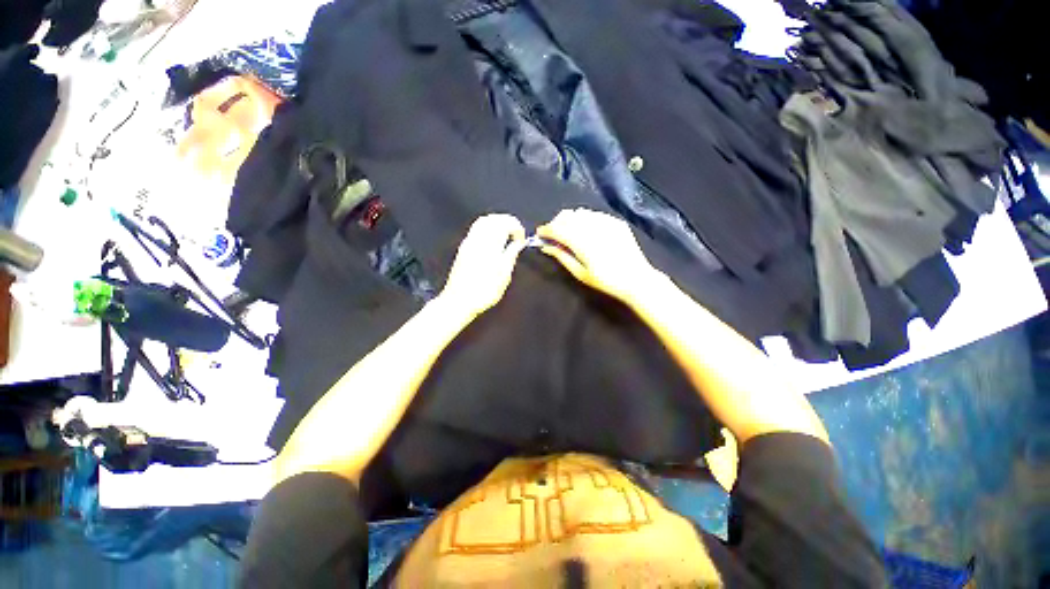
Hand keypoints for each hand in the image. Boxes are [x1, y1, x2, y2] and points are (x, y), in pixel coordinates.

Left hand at [438, 214, 526, 316]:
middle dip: (507, 221)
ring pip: (483, 221)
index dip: (517, 227)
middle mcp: (478, 239)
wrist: (459, 300)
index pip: (505, 223)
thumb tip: (518, 242)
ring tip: (506, 235)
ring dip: (497, 223)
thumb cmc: (485, 291)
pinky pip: (476, 229)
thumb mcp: (504, 275)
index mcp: (490, 244)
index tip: (522, 239)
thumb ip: (511, 254)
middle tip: (516, 234)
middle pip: (493, 218)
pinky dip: (487, 228)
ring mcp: (468, 242)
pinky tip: (493, 240)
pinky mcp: (463, 247)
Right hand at [537, 208, 661, 303]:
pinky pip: (594, 214)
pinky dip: (585, 220)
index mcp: (583, 242)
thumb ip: (561, 256)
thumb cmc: (606, 281)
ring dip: (570, 220)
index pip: (557, 228)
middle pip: (567, 216)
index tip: (540, 234)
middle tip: (554, 235)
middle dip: (556, 223)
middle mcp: (593, 227)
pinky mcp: (616, 222)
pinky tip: (586, 231)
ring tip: (570, 232)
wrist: (636, 279)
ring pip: (580, 213)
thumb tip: (545, 246)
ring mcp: (606, 222)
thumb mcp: (580, 273)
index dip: (546, 230)